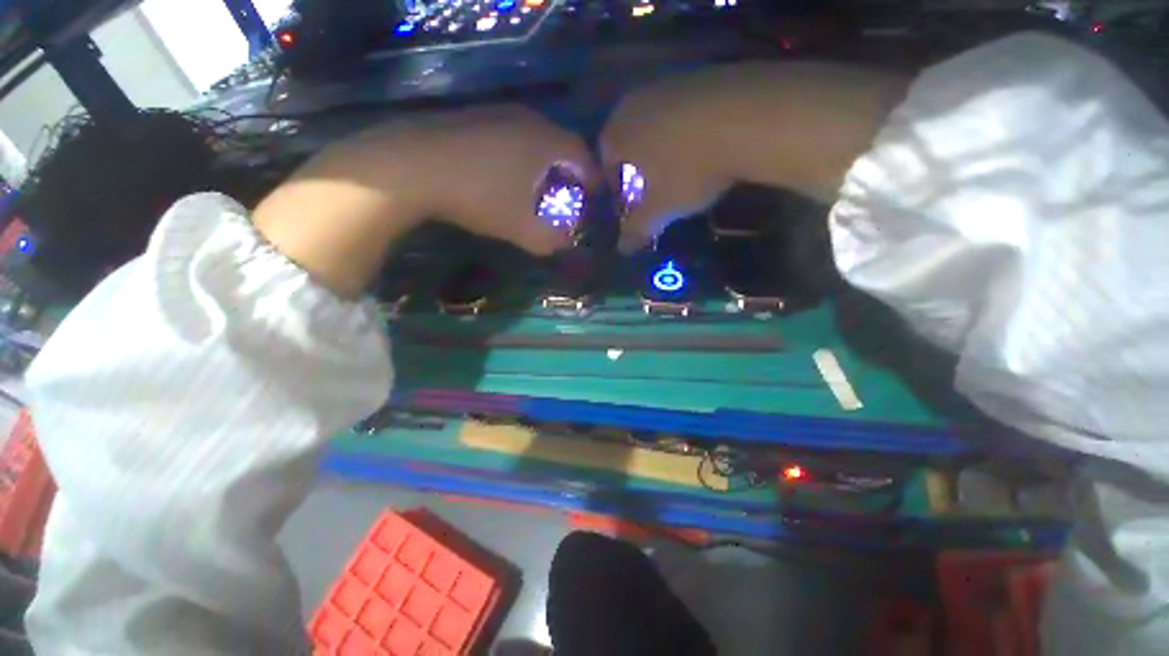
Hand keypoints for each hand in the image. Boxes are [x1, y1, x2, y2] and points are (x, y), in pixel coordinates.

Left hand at [256, 105, 595, 296]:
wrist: (413, 165)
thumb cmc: (479, 196)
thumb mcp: (521, 228)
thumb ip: (549, 240)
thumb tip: (564, 245)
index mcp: (545, 142)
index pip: (582, 156)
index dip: (592, 177)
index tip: (595, 194)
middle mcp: (527, 119)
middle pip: (560, 143)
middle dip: (569, 169)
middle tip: (569, 192)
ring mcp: (497, 113)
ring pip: (533, 137)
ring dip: (542, 161)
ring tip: (539, 185)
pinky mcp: (473, 117)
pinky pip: (509, 134)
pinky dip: (518, 153)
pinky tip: (506, 173)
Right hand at [601, 62, 907, 250]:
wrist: (750, 118)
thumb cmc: (689, 170)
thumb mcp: (660, 209)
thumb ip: (637, 229)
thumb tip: (622, 249)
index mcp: (618, 132)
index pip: (604, 161)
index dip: (614, 184)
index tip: (628, 201)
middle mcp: (637, 101)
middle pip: (627, 136)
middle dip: (635, 163)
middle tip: (650, 185)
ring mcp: (670, 82)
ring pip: (654, 119)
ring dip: (660, 143)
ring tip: (679, 166)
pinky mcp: (702, 73)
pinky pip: (682, 107)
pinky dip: (685, 127)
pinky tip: (704, 143)